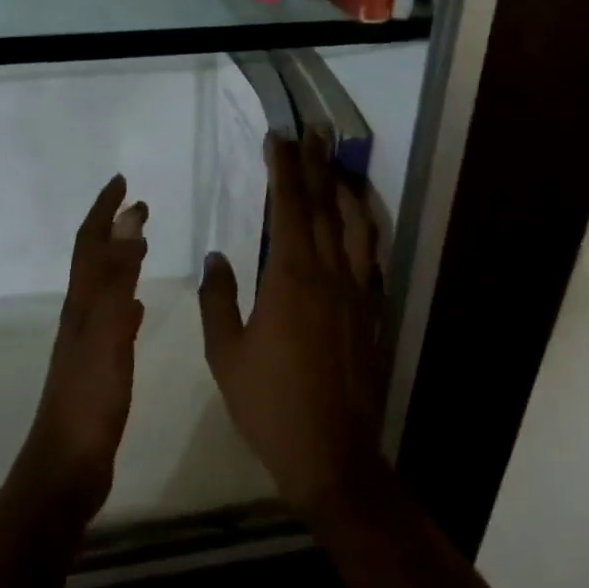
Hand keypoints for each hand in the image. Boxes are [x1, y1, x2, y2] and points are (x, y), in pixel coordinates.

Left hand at [21, 175, 147, 522]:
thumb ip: (118, 279)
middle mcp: (81, 315)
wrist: (66, 467)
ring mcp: (87, 342)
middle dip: (112, 227)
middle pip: (94, 259)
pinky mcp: (97, 366)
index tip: (122, 181)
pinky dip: (124, 297)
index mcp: (83, 304)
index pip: (91, 243)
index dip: (103, 210)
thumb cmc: (89, 400)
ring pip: (103, 285)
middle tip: (138, 205)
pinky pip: (112, 317)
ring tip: (140, 243)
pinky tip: (136, 305)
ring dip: (120, 258)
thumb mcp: (107, 333)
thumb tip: (128, 223)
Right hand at [198, 133, 385, 516]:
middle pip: (323, 206)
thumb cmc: (270, 404)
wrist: (332, 454)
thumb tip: (216, 258)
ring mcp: (357, 292)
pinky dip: (364, 229)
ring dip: (345, 190)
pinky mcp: (372, 312)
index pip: (288, 207)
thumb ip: (219, 300)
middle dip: (317, 165)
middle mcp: (329, 274)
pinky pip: (370, 257)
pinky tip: (359, 224)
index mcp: (290, 278)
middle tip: (314, 132)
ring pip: (356, 226)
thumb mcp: (227, 354)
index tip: (279, 138)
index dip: (284, 169)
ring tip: (339, 165)